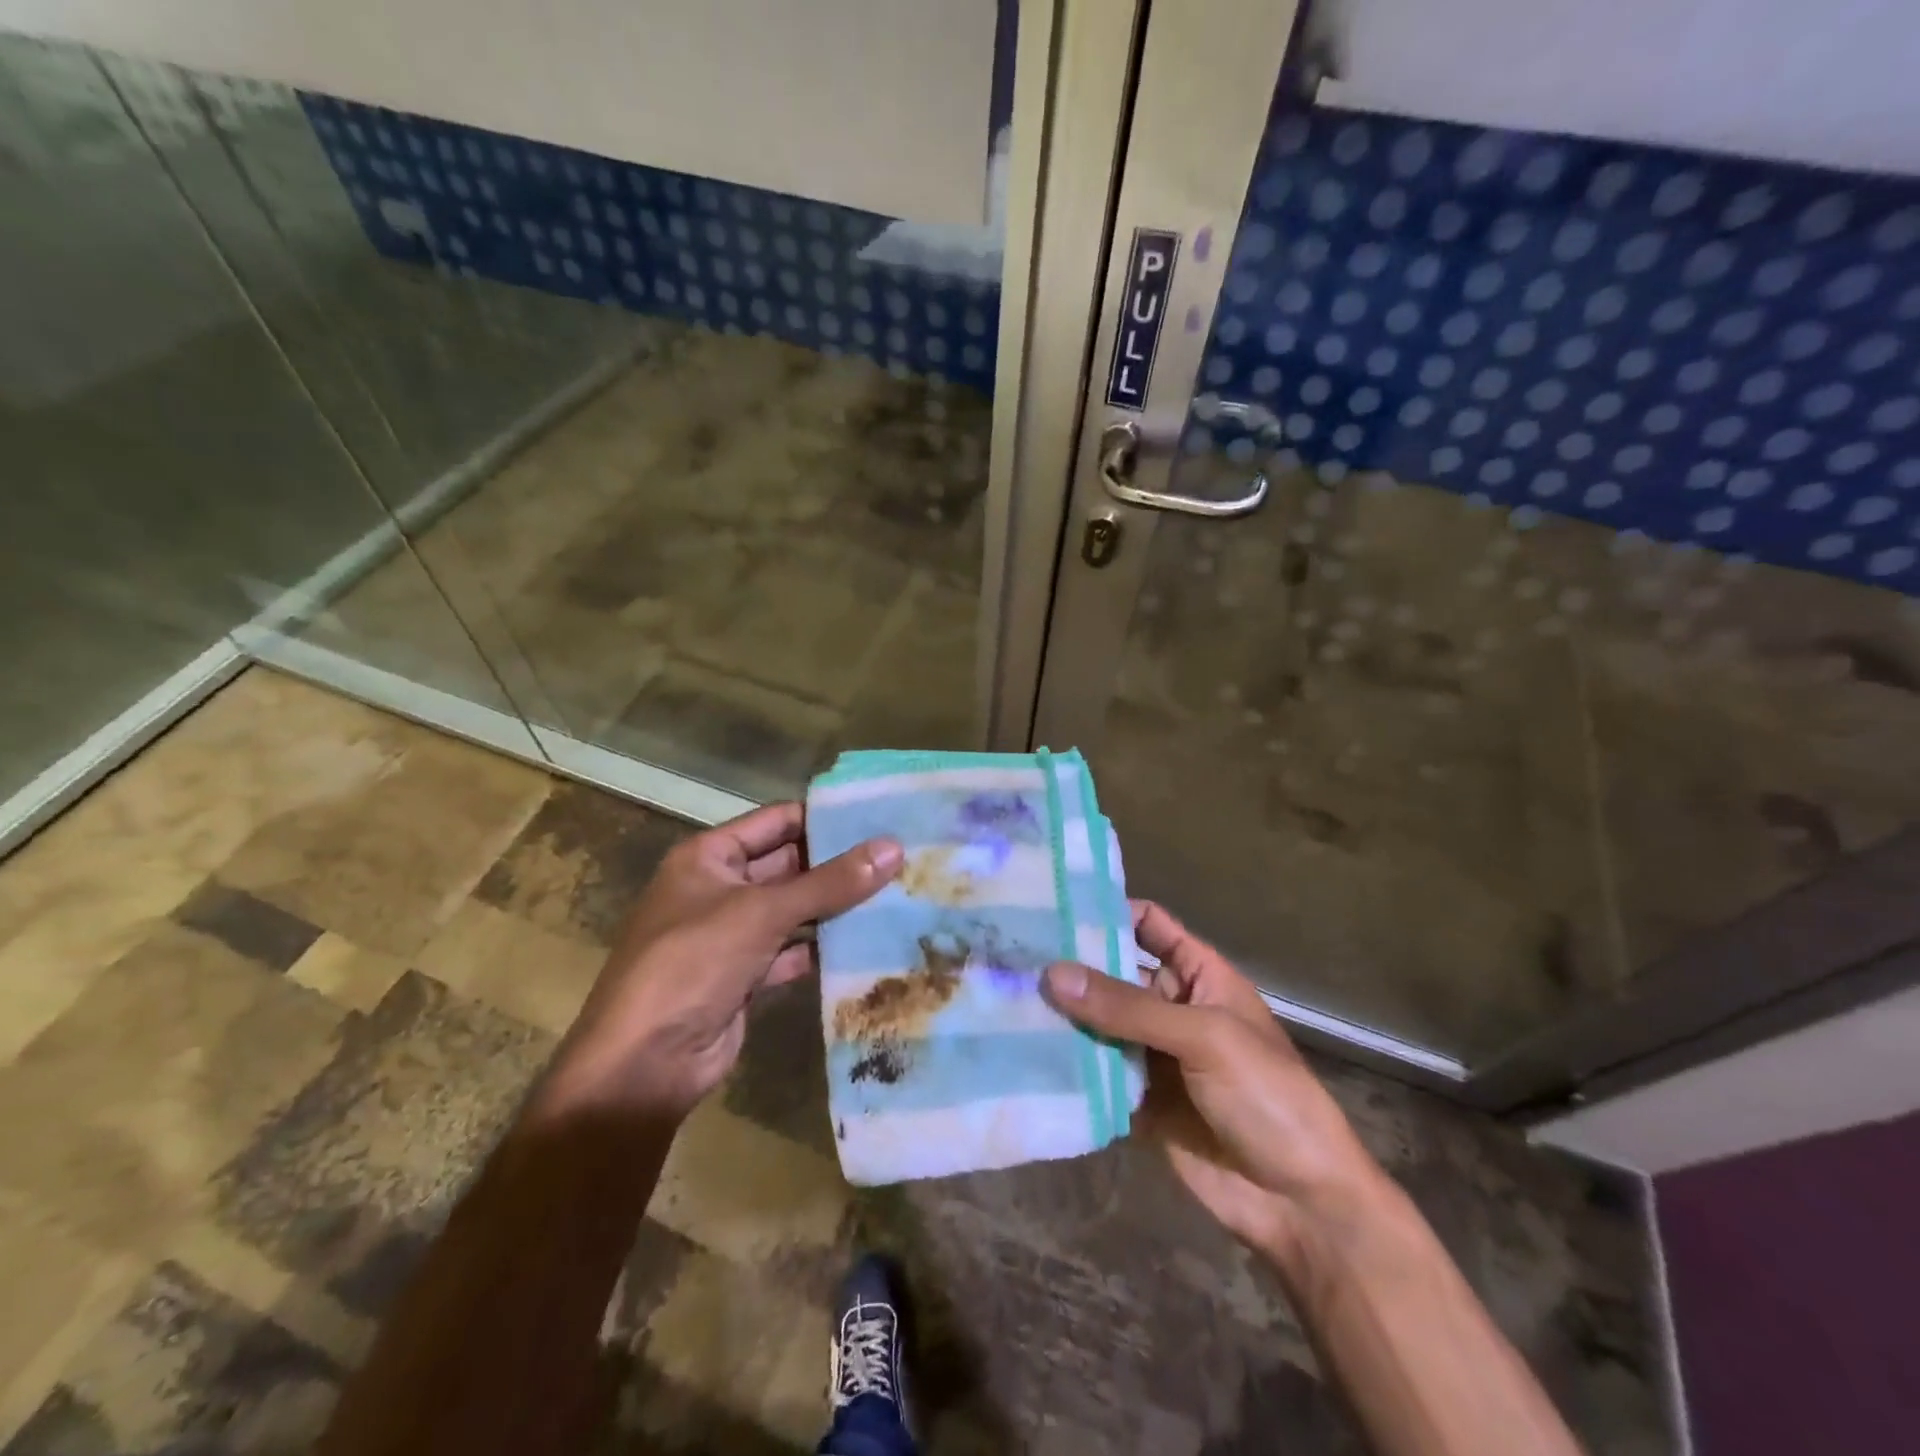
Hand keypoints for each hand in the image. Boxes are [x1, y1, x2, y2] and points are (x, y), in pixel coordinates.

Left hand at [543, 802, 901, 1118]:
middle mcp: (719, 889)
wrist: (644, 1065)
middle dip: (838, 864)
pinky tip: (867, 942)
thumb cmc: (693, 964)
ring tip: (896, 893)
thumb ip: (830, 882)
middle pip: (788, 865)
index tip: (878, 816)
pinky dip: (822, 949)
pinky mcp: (746, 975)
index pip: (776, 821)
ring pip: (793, 910)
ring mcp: (732, 935)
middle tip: (899, 857)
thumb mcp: (762, 913)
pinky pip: (792, 951)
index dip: (823, 818)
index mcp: (709, 857)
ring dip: (835, 907)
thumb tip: (894, 848)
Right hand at [1042, 902, 1387, 1269]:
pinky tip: (1020, 1054)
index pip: (1148, 925)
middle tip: (1010, 956)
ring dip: (1062, 1018)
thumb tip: (1052, 974)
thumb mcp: (1204, 1037)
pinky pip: (1095, 1073)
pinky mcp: (1136, 1101)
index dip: (1107, 911)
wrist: (1301, 1204)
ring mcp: (1152, 1056)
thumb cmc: (1268, 1096)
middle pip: (1112, 975)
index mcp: (1199, 975)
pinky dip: (1066, 1066)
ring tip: (1003, 999)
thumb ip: (1128, 1007)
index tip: (1051, 905)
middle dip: (1070, 968)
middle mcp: (1171, 1007)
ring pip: (1098, 1024)